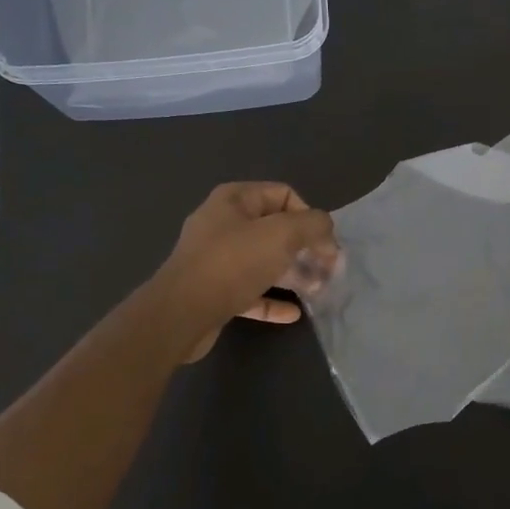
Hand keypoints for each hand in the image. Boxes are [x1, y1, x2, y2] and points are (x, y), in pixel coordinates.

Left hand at [151, 183, 337, 361]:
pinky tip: (293, 313)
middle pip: (275, 229)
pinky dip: (272, 300)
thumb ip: (313, 225)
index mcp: (234, 200)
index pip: (284, 195)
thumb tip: (327, 232)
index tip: (323, 243)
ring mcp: (216, 259)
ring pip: (264, 261)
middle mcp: (223, 224)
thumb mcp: (282, 234)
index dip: (309, 216)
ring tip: (316, 289)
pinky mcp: (214, 291)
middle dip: (304, 248)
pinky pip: (250, 291)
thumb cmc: (233, 263)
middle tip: (328, 268)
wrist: (181, 314)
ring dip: (292, 274)